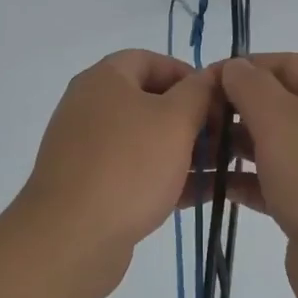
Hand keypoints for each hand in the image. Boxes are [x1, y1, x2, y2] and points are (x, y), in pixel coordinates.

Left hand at [17, 50, 219, 285]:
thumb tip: (212, 75)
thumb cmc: (128, 166)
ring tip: (222, 168)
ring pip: (145, 141)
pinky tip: (201, 195)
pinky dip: (166, 178)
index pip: (149, 60)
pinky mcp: (91, 187)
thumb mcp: (175, 121)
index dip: (188, 74)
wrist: (71, 237)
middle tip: (226, 137)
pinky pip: (135, 173)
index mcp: (104, 80)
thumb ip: (199, 93)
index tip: (219, 99)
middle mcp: (90, 108)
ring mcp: (88, 149)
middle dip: (191, 117)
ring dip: (184, 151)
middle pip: (149, 101)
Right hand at [220, 54, 297, 297]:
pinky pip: (274, 184)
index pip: (289, 64)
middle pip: (281, 105)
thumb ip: (250, 87)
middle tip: (196, 119)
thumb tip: (234, 67)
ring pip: (275, 146)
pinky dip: (246, 181)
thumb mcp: (280, 120)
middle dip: (237, 108)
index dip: (246, 66)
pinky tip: (216, 186)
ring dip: (237, 146)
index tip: (204, 80)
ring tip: (197, 152)